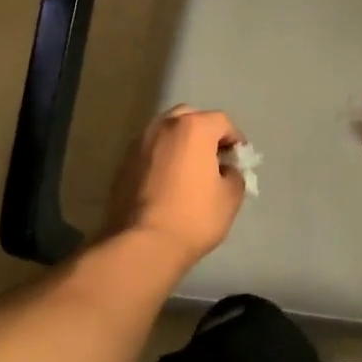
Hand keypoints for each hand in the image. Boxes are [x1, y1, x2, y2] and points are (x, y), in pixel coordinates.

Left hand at [103, 106, 247, 266]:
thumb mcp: (231, 197)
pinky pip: (149, 152)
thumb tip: (225, 171)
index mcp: (193, 128)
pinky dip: (162, 159)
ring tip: (189, 170)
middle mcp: (163, 127)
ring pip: (165, 133)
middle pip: (189, 118)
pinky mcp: (122, 164)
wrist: (142, 244)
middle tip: (213, 158)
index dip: (235, 139)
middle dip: (204, 133)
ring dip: (180, 144)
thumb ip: (234, 175)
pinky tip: (167, 183)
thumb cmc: (193, 217)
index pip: (222, 121)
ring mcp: (138, 144)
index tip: (239, 159)